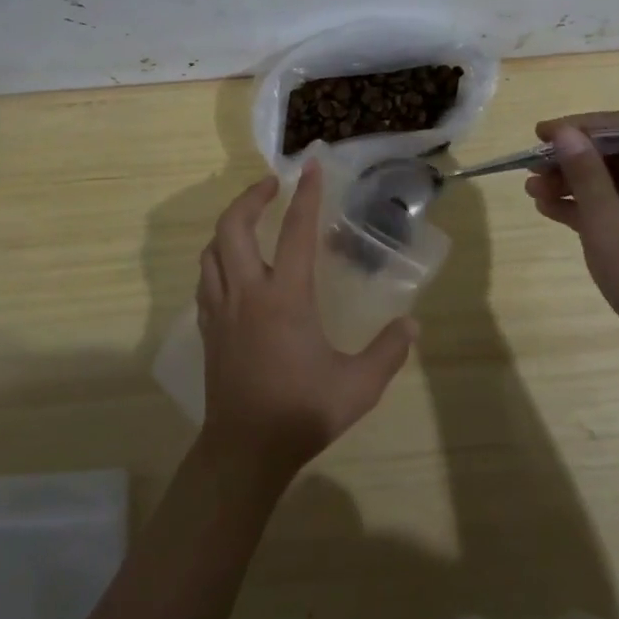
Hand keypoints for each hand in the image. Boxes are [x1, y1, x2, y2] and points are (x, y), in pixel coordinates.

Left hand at [195, 162, 416, 484]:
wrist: (245, 452)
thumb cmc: (301, 412)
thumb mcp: (358, 386)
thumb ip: (388, 351)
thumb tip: (412, 325)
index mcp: (284, 297)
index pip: (295, 232)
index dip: (305, 196)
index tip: (310, 166)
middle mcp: (247, 293)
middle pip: (232, 227)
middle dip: (250, 197)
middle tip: (271, 185)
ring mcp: (221, 310)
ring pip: (212, 250)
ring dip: (229, 226)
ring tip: (251, 221)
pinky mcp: (209, 329)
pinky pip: (206, 279)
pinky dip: (217, 259)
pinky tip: (233, 268)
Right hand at [525, 112, 618, 366]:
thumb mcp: (610, 224)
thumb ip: (585, 174)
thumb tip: (563, 133)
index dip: (580, 126)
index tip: (540, 134)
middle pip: (618, 153)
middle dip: (572, 158)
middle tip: (531, 167)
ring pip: (614, 180)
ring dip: (573, 182)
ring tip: (532, 190)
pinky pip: (617, 206)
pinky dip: (586, 206)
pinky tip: (549, 209)